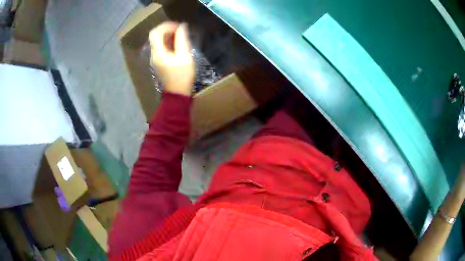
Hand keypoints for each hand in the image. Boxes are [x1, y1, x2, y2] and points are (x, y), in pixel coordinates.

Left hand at [149, 22, 194, 95]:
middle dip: (167, 29)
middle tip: (180, 29)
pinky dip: (168, 41)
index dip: (166, 26)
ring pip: (158, 40)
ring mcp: (156, 58)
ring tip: (180, 34)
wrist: (177, 93)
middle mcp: (154, 54)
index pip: (155, 33)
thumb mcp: (185, 56)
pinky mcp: (160, 61)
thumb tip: (182, 26)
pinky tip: (177, 43)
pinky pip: (161, 46)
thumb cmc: (182, 75)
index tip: (179, 27)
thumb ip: (182, 39)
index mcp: (158, 52)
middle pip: (155, 35)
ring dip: (168, 34)